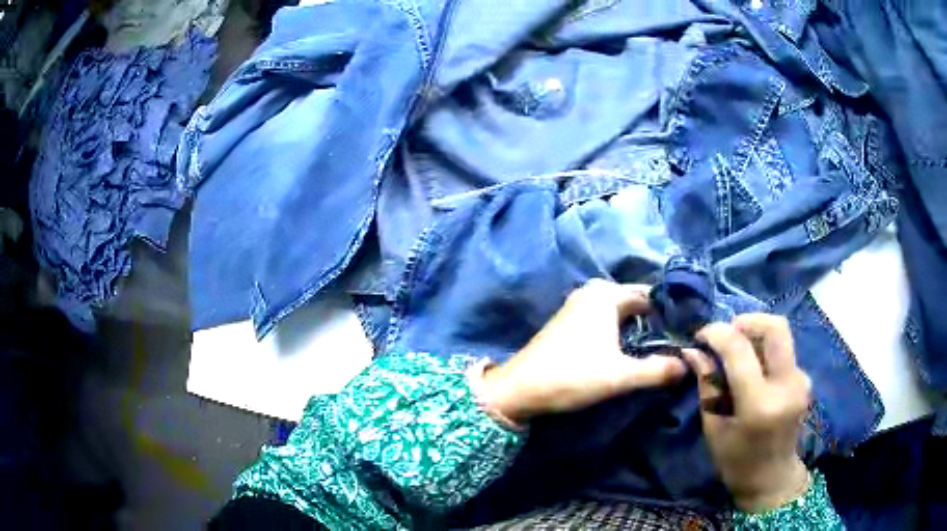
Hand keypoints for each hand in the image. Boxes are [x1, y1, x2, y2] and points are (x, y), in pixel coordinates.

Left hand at [478, 279, 685, 423]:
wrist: (519, 388)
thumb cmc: (572, 376)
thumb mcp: (620, 376)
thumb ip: (658, 370)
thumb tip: (688, 366)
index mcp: (606, 295)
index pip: (651, 295)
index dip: (671, 313)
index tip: (688, 331)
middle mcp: (592, 292)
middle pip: (636, 302)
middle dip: (656, 319)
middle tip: (678, 341)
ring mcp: (578, 305)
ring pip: (620, 311)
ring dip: (639, 326)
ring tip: (661, 346)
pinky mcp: (570, 321)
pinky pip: (606, 318)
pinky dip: (621, 329)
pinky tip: (630, 348)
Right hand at [683, 314, 811, 511]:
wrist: (772, 478)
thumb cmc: (736, 461)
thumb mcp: (714, 427)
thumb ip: (707, 385)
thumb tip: (694, 350)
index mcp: (760, 404)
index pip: (740, 349)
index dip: (718, 333)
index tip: (701, 335)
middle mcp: (787, 385)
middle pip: (775, 327)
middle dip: (747, 321)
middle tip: (726, 334)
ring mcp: (801, 380)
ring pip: (780, 335)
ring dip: (755, 335)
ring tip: (736, 354)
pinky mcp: (804, 379)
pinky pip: (783, 351)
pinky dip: (764, 350)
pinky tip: (752, 369)